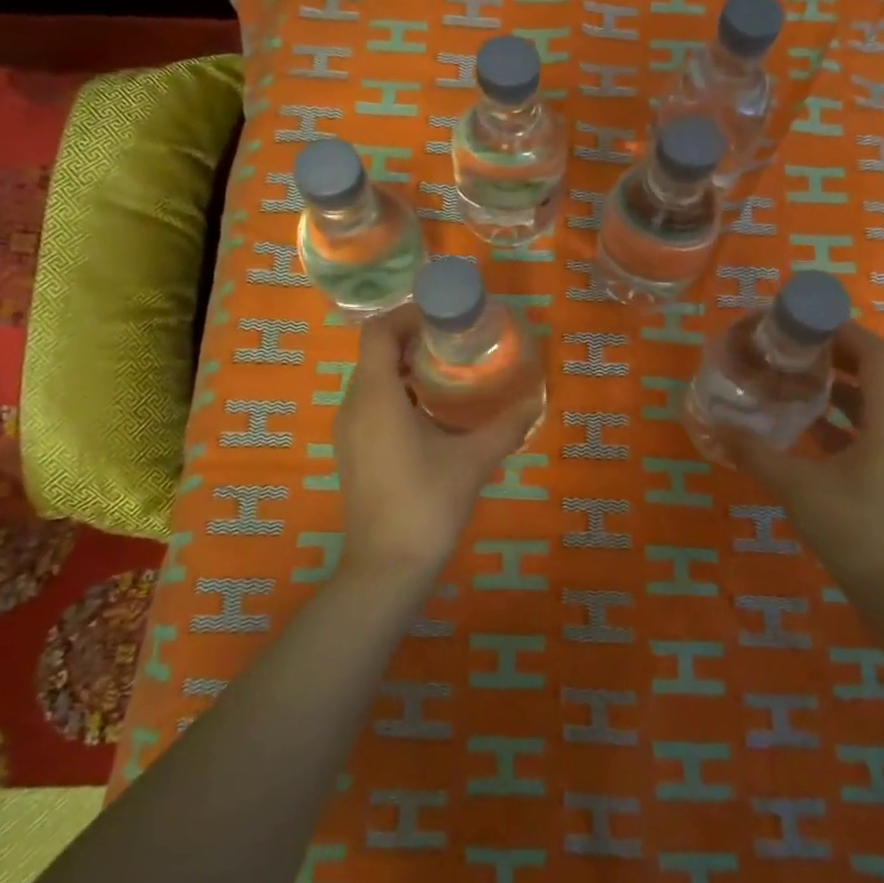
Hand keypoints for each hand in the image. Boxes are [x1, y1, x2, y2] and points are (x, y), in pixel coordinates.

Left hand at [333, 305, 540, 575]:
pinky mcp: (352, 453)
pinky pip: (371, 406)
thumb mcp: (473, 460)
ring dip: (406, 370)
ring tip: (449, 375)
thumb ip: (506, 426)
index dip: (408, 315)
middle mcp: (353, 406)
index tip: (444, 318)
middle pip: (376, 354)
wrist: (386, 567)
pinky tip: (432, 415)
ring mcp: (348, 432)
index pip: (378, 332)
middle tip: (456, 344)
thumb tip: (535, 400)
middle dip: (414, 341)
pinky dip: (398, 395)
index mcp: (376, 397)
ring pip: (373, 381)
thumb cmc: (427, 504)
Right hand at [719, 322, 883, 578]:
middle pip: (876, 373)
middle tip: (796, 345)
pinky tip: (805, 422)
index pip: (877, 356)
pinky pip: (867, 427)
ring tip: (796, 376)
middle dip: (838, 354)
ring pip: (872, 401)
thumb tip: (719, 424)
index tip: (809, 322)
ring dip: (838, 385)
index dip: (847, 332)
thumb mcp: (794, 485)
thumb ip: (755, 451)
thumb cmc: (848, 526)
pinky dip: (839, 416)